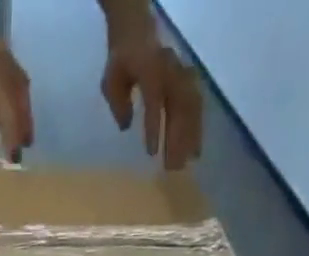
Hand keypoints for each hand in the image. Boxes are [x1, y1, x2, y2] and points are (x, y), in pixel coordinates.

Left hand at [99, 34, 202, 168]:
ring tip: (186, 164)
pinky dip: (197, 130)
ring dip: (190, 137)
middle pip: (178, 107)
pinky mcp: (188, 83)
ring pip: (190, 109)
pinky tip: (195, 151)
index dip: (154, 126)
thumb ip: (118, 102)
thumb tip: (125, 127)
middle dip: (176, 139)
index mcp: (150, 69)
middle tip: (172, 169)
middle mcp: (170, 72)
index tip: (152, 153)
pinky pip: (196, 108)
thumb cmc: (122, 63)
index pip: (154, 100)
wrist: (137, 34)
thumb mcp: (111, 81)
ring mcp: (181, 76)